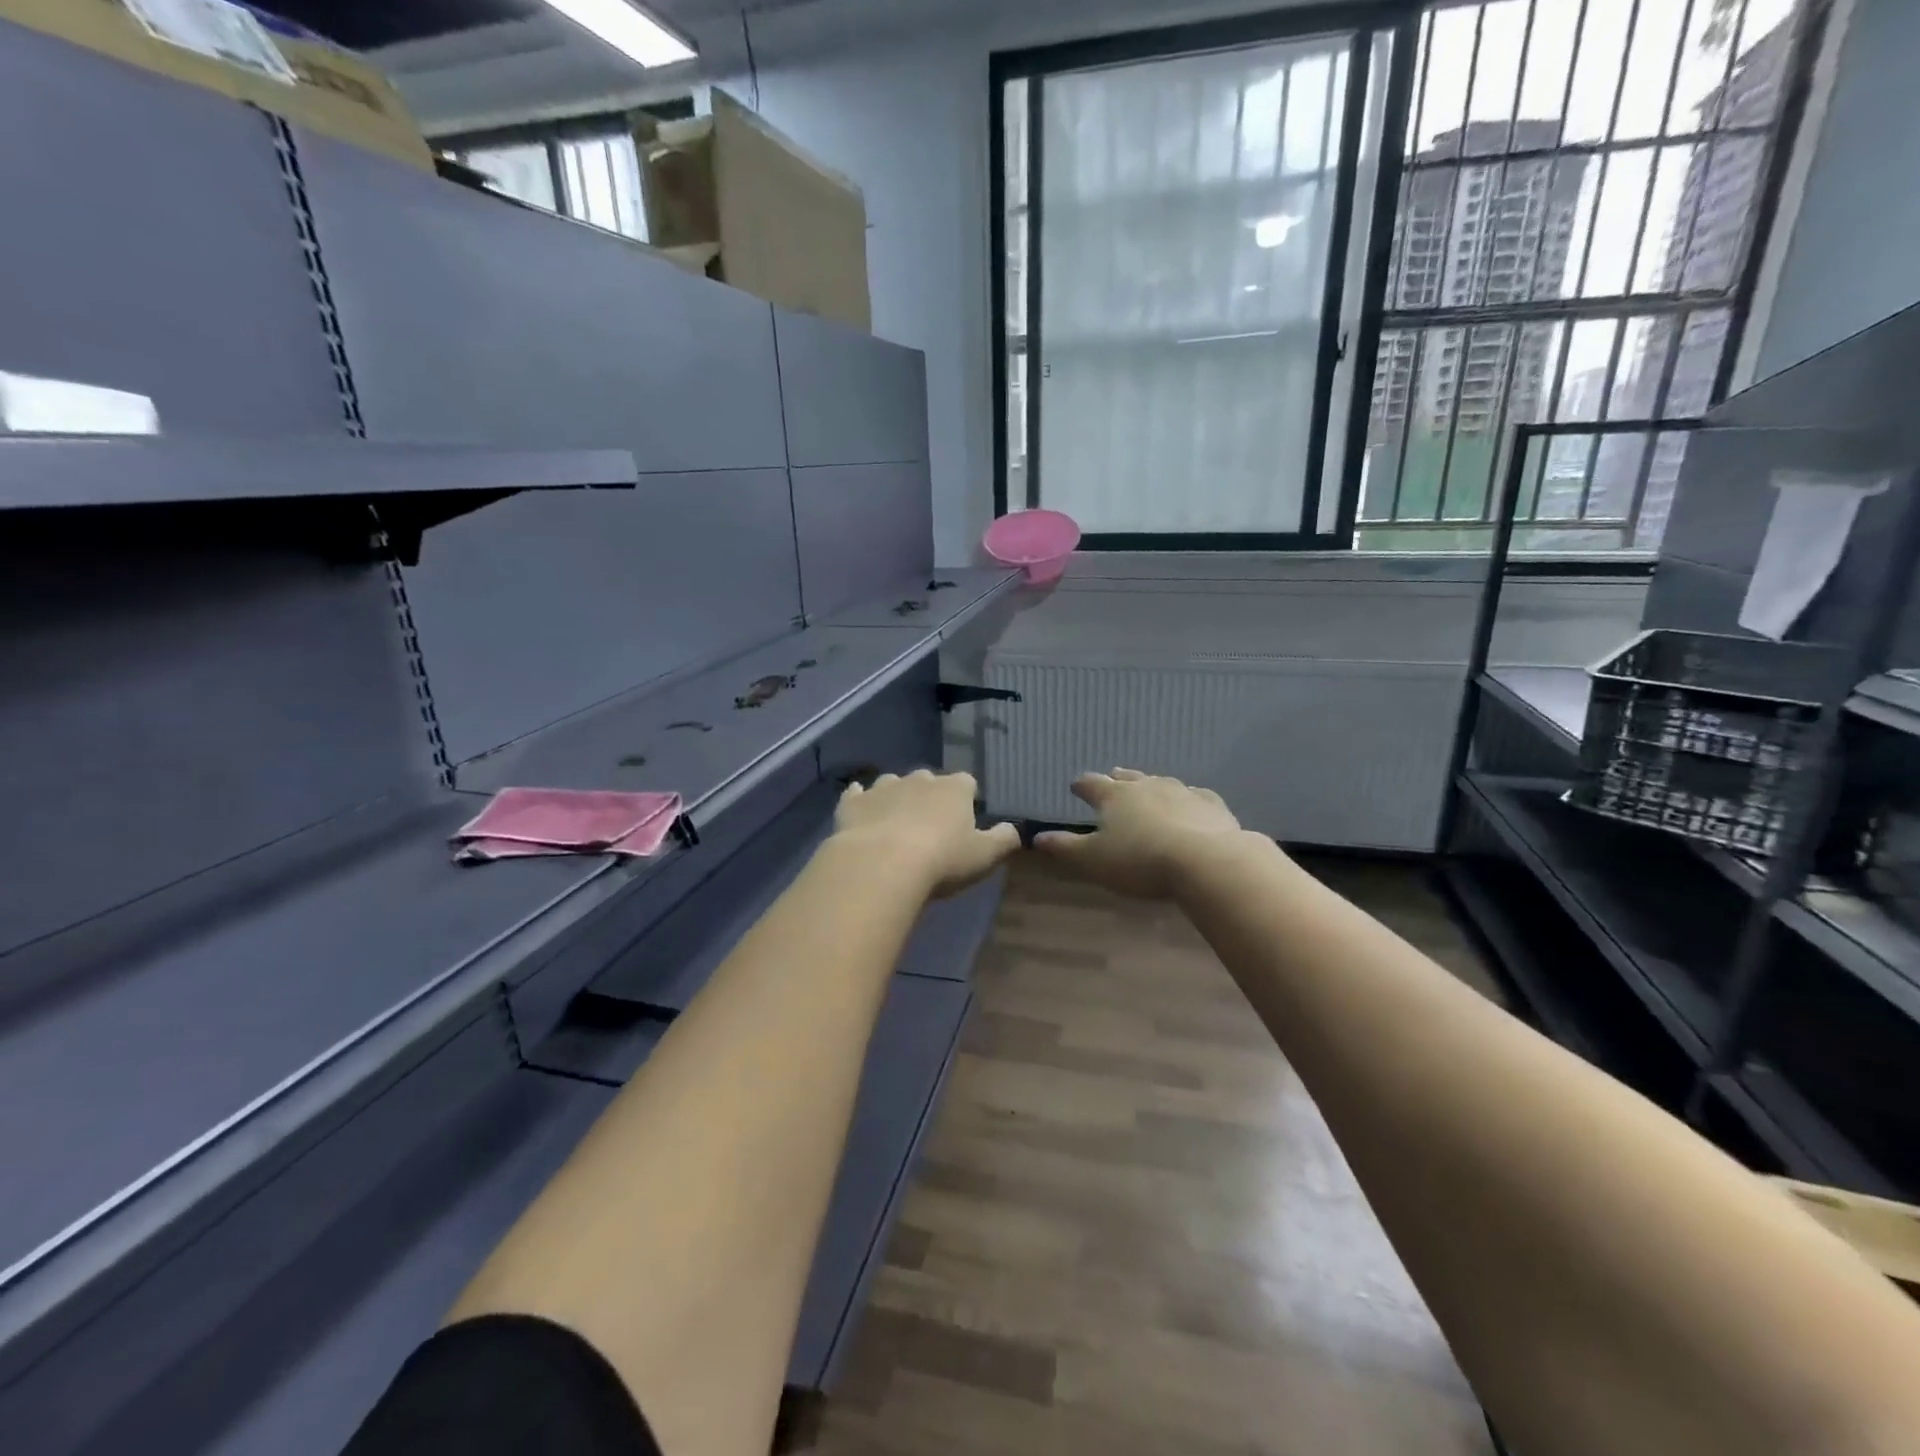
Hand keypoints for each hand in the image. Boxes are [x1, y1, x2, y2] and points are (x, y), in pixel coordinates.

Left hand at [833, 770, 1021, 899]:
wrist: (881, 865)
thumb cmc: (941, 861)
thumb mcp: (985, 856)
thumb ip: (1004, 840)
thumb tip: (1014, 830)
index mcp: (954, 789)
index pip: (967, 784)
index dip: (967, 800)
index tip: (965, 820)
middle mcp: (919, 779)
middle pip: (929, 780)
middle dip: (930, 797)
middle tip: (930, 827)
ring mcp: (883, 787)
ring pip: (893, 784)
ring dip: (896, 797)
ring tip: (895, 823)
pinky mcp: (853, 802)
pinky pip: (857, 793)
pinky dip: (860, 799)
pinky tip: (859, 808)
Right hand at [1034, 768, 1248, 898]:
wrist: (1205, 861)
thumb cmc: (1140, 861)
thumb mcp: (1092, 860)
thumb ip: (1065, 848)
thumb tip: (1036, 837)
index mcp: (1114, 796)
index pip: (1091, 784)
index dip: (1081, 786)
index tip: (1075, 786)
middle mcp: (1146, 786)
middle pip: (1127, 778)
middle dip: (1116, 779)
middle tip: (1112, 778)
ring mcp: (1182, 792)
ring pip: (1161, 783)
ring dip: (1151, 786)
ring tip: (1148, 789)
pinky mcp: (1211, 805)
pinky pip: (1196, 796)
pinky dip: (1188, 799)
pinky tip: (1191, 803)